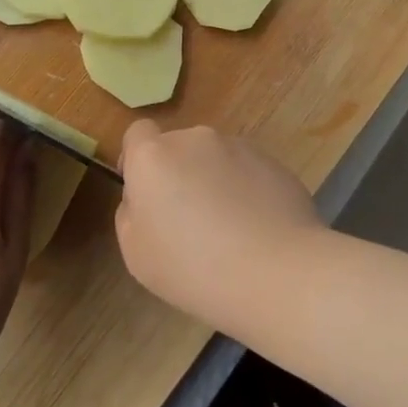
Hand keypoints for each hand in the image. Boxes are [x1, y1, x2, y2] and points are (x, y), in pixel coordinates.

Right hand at [115, 121, 319, 307]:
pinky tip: (257, 228)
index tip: (147, 194)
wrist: (277, 273)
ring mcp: (238, 147)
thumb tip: (143, 197)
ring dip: (214, 180)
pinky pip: (247, 171)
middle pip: (178, 147)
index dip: (137, 159)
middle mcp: (194, 139)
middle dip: (178, 173)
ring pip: (215, 158)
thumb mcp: (136, 253)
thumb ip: (130, 212)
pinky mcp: (273, 162)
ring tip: (230, 229)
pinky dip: (246, 190)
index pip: (137, 133)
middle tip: (188, 220)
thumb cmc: (193, 268)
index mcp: (153, 156)